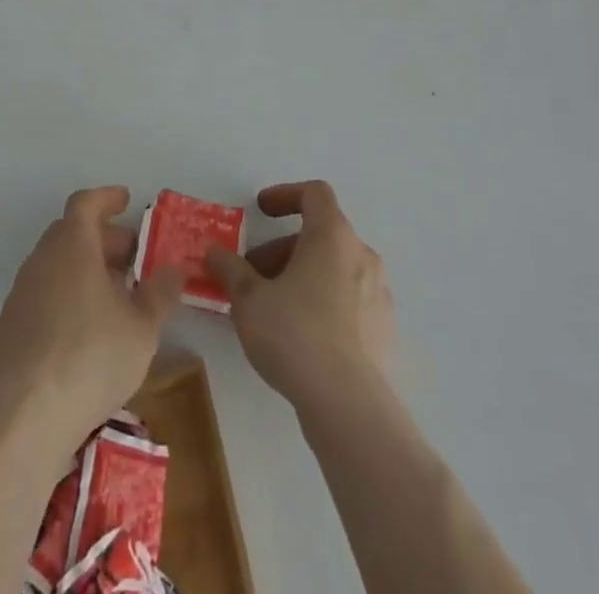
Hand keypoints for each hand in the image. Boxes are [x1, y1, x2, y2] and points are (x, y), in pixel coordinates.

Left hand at [0, 186, 182, 448]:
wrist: (28, 416)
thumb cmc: (92, 357)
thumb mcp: (143, 327)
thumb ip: (161, 293)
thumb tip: (173, 270)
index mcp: (72, 246)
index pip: (86, 203)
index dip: (107, 198)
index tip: (126, 200)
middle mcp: (42, 259)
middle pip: (71, 232)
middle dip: (102, 238)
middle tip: (130, 256)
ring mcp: (21, 293)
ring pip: (56, 264)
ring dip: (84, 267)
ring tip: (114, 296)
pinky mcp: (10, 327)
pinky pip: (43, 293)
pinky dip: (66, 294)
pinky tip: (85, 328)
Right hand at [206, 181, 394, 412]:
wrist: (349, 405)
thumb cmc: (295, 334)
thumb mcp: (248, 299)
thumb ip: (230, 268)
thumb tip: (214, 252)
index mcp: (333, 235)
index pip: (314, 193)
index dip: (285, 195)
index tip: (260, 211)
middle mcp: (362, 255)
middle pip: (320, 235)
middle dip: (282, 249)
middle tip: (253, 275)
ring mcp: (379, 293)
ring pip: (335, 268)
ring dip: (302, 276)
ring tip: (273, 308)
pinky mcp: (385, 330)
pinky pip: (350, 300)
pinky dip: (324, 302)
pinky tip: (302, 336)